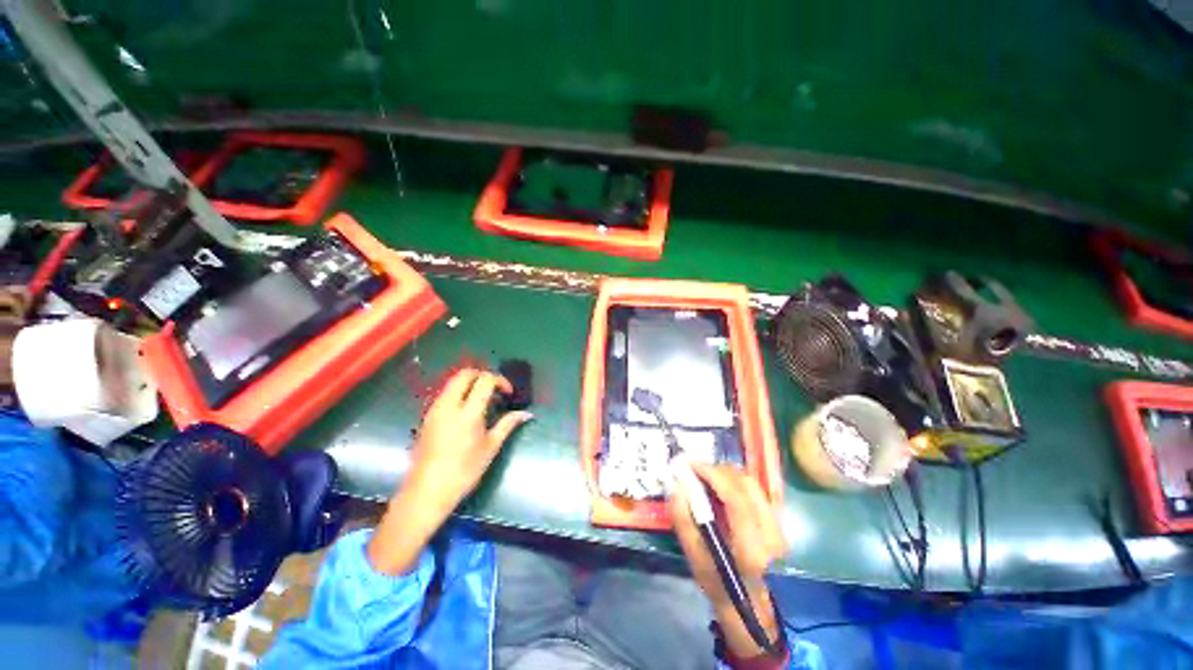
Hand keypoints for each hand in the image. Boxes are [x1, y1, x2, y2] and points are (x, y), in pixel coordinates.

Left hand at [367, 368, 532, 573]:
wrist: (426, 492)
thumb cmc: (463, 472)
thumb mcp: (490, 448)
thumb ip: (508, 424)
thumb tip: (527, 413)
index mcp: (467, 413)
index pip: (485, 381)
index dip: (500, 380)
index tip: (508, 393)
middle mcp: (448, 405)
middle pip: (465, 374)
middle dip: (483, 374)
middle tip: (494, 389)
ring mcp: (434, 410)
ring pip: (452, 382)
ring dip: (470, 383)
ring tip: (482, 399)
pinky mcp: (427, 417)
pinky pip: (445, 394)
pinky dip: (459, 392)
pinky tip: (466, 411)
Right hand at [667, 463, 786, 658]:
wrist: (749, 604)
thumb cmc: (718, 583)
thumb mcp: (695, 557)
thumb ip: (683, 520)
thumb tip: (675, 484)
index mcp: (751, 548)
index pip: (735, 498)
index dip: (711, 474)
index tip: (689, 464)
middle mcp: (771, 534)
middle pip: (745, 484)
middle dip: (716, 470)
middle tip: (694, 469)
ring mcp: (778, 527)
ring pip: (751, 483)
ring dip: (726, 473)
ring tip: (705, 475)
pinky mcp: (777, 522)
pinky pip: (755, 489)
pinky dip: (734, 480)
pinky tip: (720, 485)